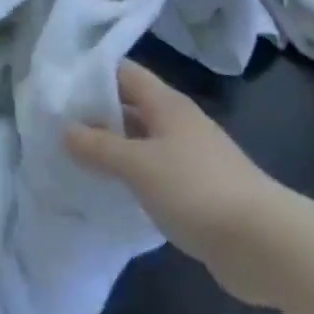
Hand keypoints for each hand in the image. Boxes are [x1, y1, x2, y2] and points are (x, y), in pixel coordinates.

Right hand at [65, 61, 297, 306]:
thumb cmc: (196, 188)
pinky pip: (153, 173)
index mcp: (167, 104)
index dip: (93, 74)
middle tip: (53, 127)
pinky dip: (130, 177)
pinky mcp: (195, 190)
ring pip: (142, 142)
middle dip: (97, 114)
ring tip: (70, 160)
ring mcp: (189, 157)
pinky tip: (107, 194)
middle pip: (132, 106)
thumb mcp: (140, 165)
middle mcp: (178, 122)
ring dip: (112, 149)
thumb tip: (66, 129)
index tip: (57, 85)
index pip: (126, 73)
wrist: (260, 240)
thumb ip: (101, 147)